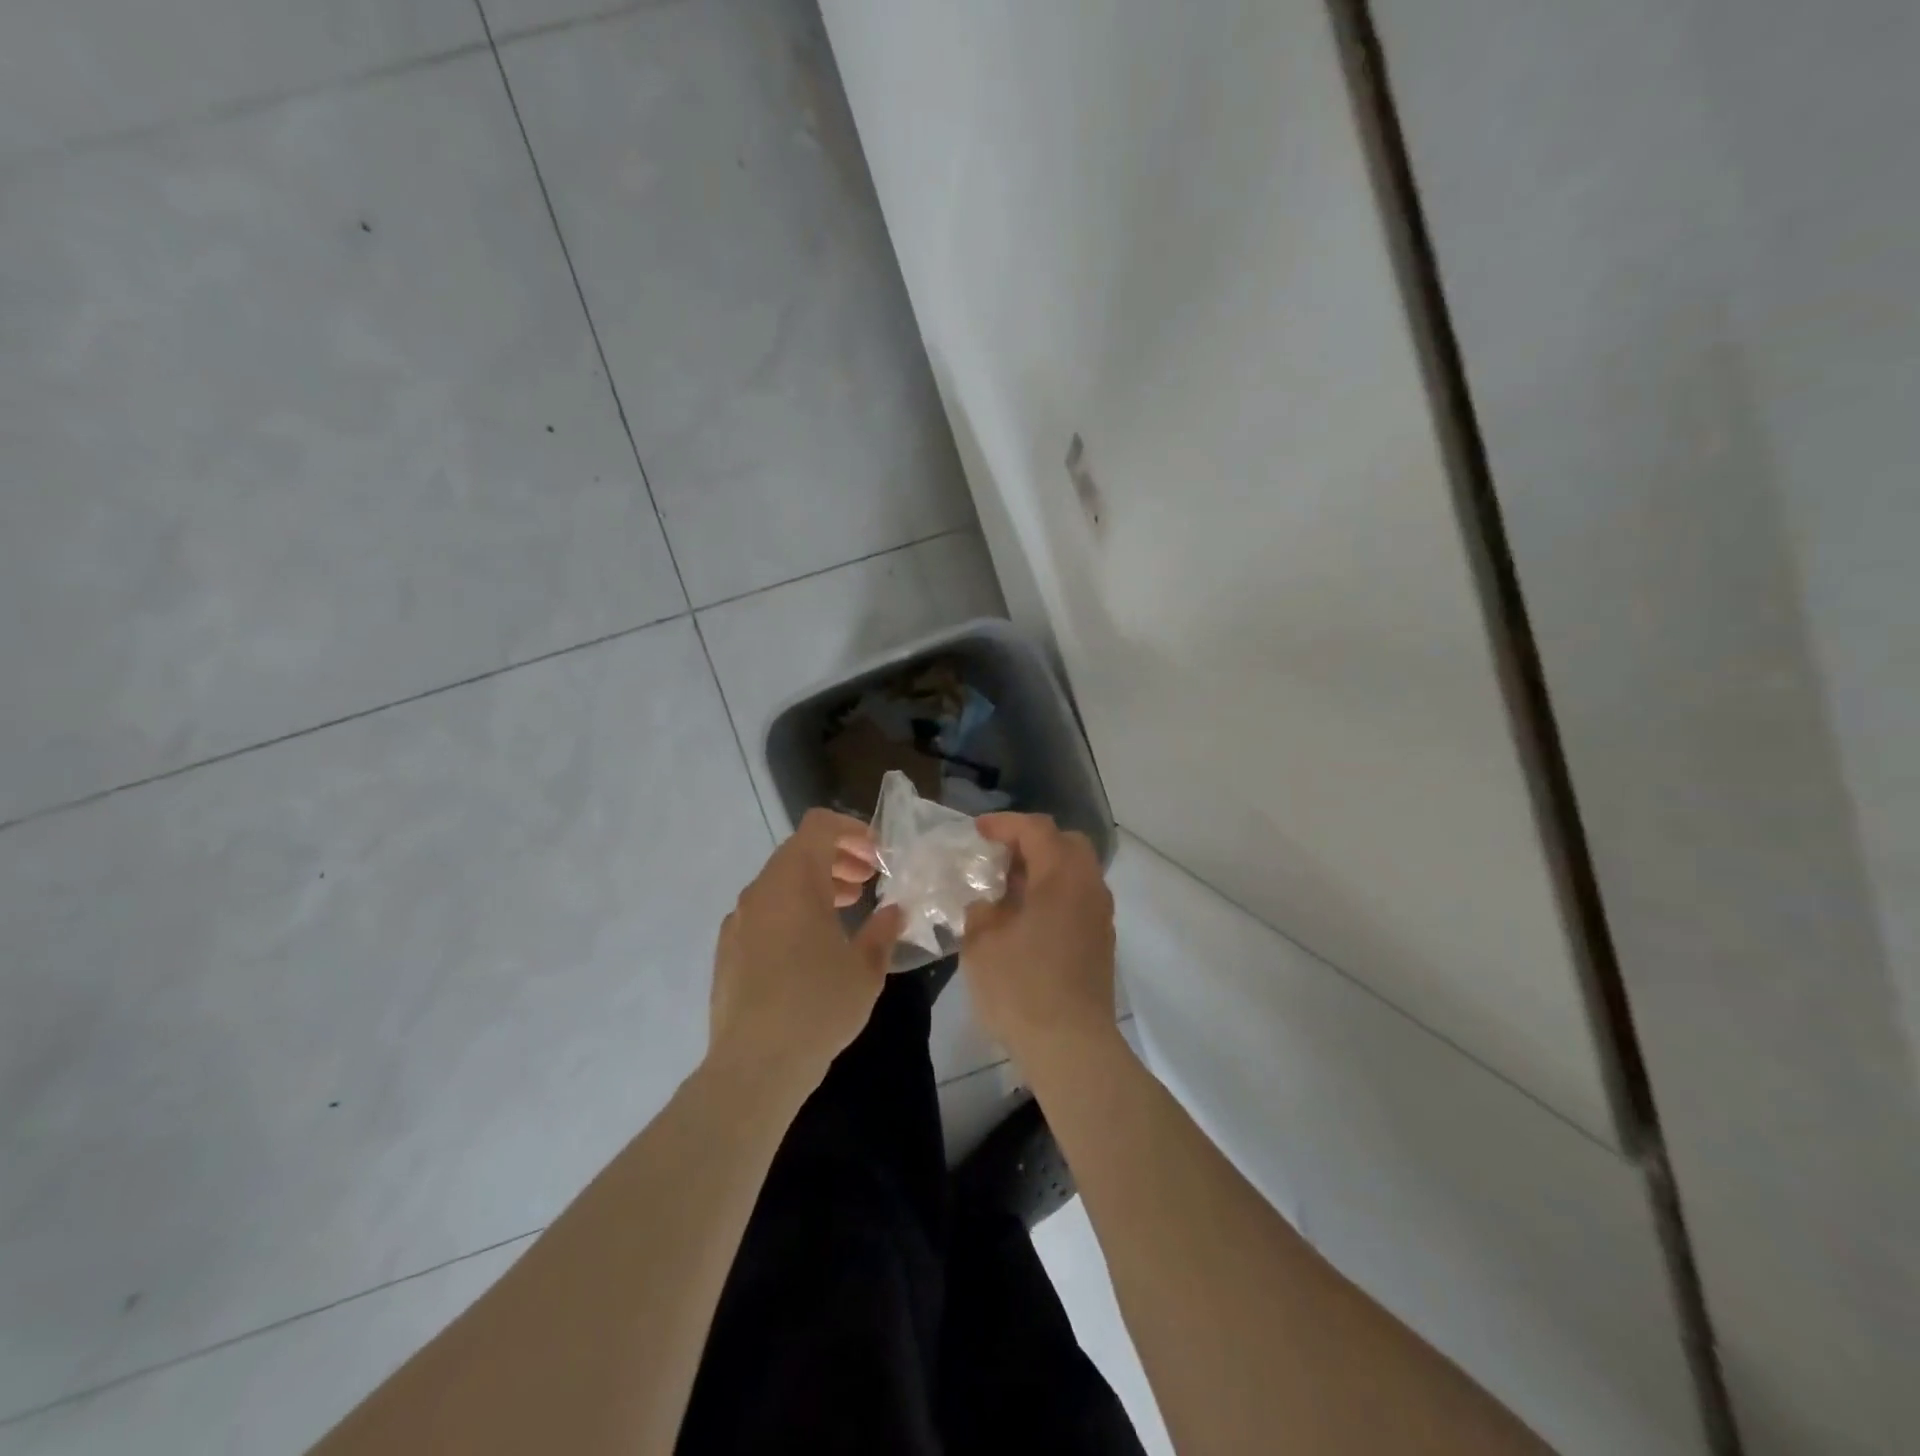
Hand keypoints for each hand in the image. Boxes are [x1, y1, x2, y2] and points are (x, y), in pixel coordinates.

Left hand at [708, 809, 903, 1093]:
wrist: (754, 1065)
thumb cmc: (818, 1005)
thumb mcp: (866, 968)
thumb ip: (882, 930)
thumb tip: (894, 912)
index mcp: (794, 881)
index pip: (819, 826)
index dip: (851, 830)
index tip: (876, 855)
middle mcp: (761, 890)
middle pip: (799, 851)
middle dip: (837, 858)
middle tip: (868, 881)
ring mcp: (739, 919)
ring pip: (780, 882)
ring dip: (816, 884)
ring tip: (847, 909)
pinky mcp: (728, 949)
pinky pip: (764, 911)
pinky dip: (791, 910)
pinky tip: (811, 946)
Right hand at [962, 814, 1117, 1067]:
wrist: (1071, 1046)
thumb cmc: (1021, 988)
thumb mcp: (982, 943)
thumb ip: (982, 910)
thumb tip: (988, 903)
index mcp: (1062, 876)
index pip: (1036, 830)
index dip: (1004, 824)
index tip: (977, 832)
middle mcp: (1089, 886)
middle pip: (1066, 843)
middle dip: (1031, 842)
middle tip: (999, 856)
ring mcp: (1100, 916)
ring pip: (1076, 872)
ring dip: (1044, 869)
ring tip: (1009, 888)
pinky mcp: (1101, 942)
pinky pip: (1079, 898)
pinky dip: (1054, 893)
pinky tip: (1027, 918)